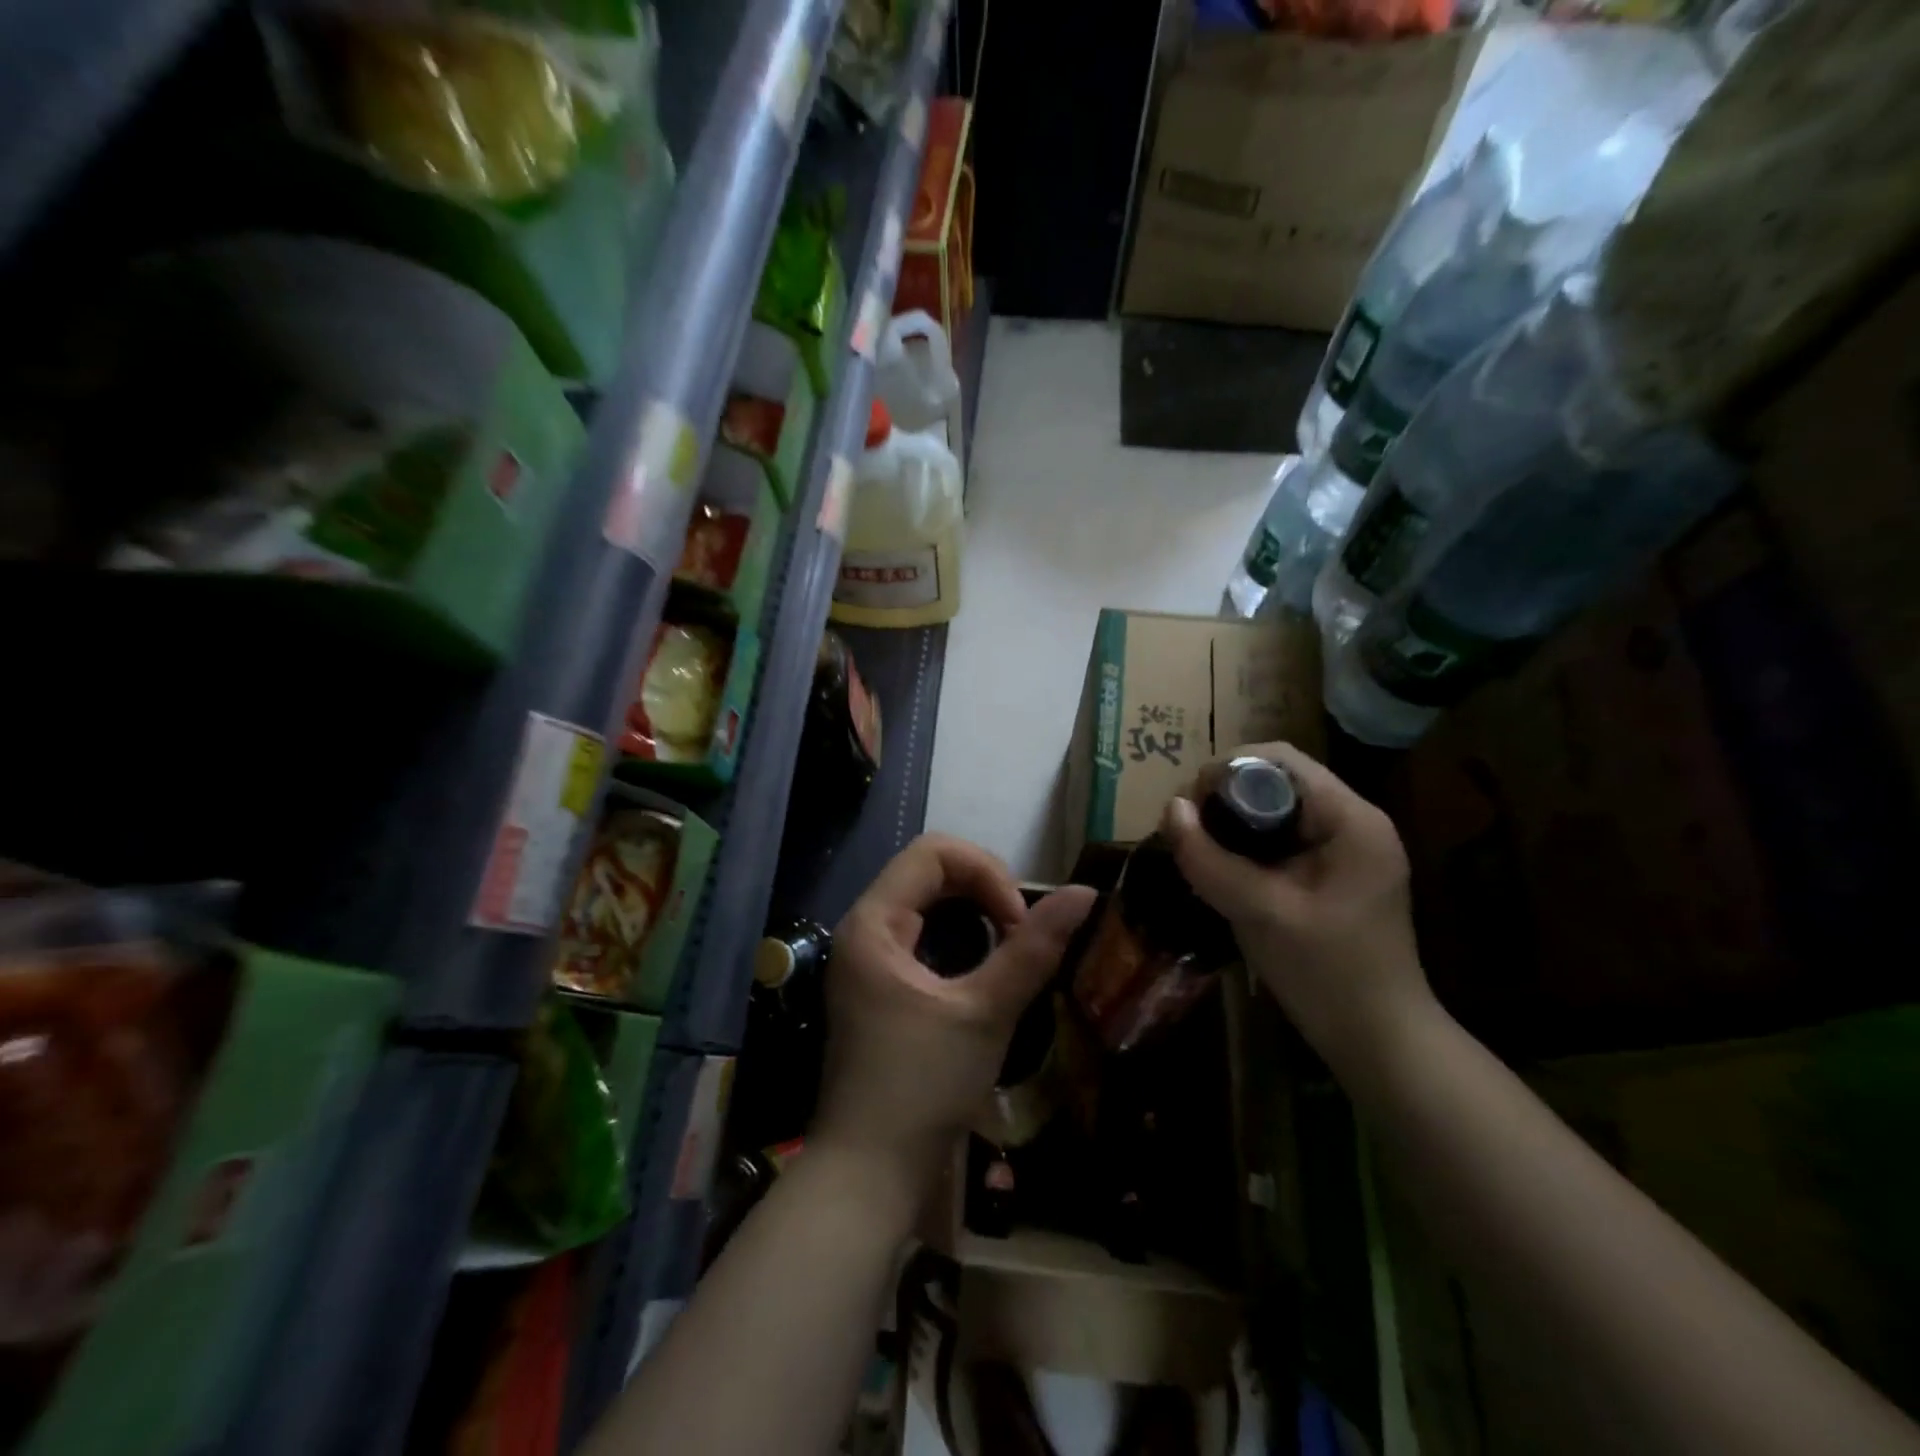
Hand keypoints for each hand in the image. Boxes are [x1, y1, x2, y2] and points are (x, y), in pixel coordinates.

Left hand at [811, 835, 1095, 1199]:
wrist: (868, 1176)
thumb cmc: (921, 1090)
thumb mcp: (985, 1015)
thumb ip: (1033, 950)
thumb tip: (1084, 893)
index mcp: (873, 923)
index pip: (933, 853)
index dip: (986, 872)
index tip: (1018, 923)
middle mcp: (862, 930)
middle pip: (928, 872)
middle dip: (982, 889)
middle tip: (1018, 933)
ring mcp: (867, 959)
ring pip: (927, 903)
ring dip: (973, 913)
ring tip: (1009, 948)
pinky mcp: (879, 986)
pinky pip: (921, 936)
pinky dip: (959, 939)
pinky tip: (985, 970)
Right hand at [1159, 742, 1428, 1063]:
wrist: (1380, 1042)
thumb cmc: (1328, 975)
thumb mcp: (1261, 913)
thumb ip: (1211, 859)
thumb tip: (1169, 808)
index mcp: (1351, 820)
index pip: (1280, 761)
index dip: (1226, 770)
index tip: (1187, 804)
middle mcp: (1352, 821)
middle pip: (1276, 780)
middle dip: (1224, 795)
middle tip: (1185, 828)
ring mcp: (1344, 847)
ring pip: (1274, 809)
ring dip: (1231, 820)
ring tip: (1194, 845)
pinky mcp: (1331, 872)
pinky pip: (1280, 838)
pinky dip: (1246, 844)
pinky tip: (1220, 867)